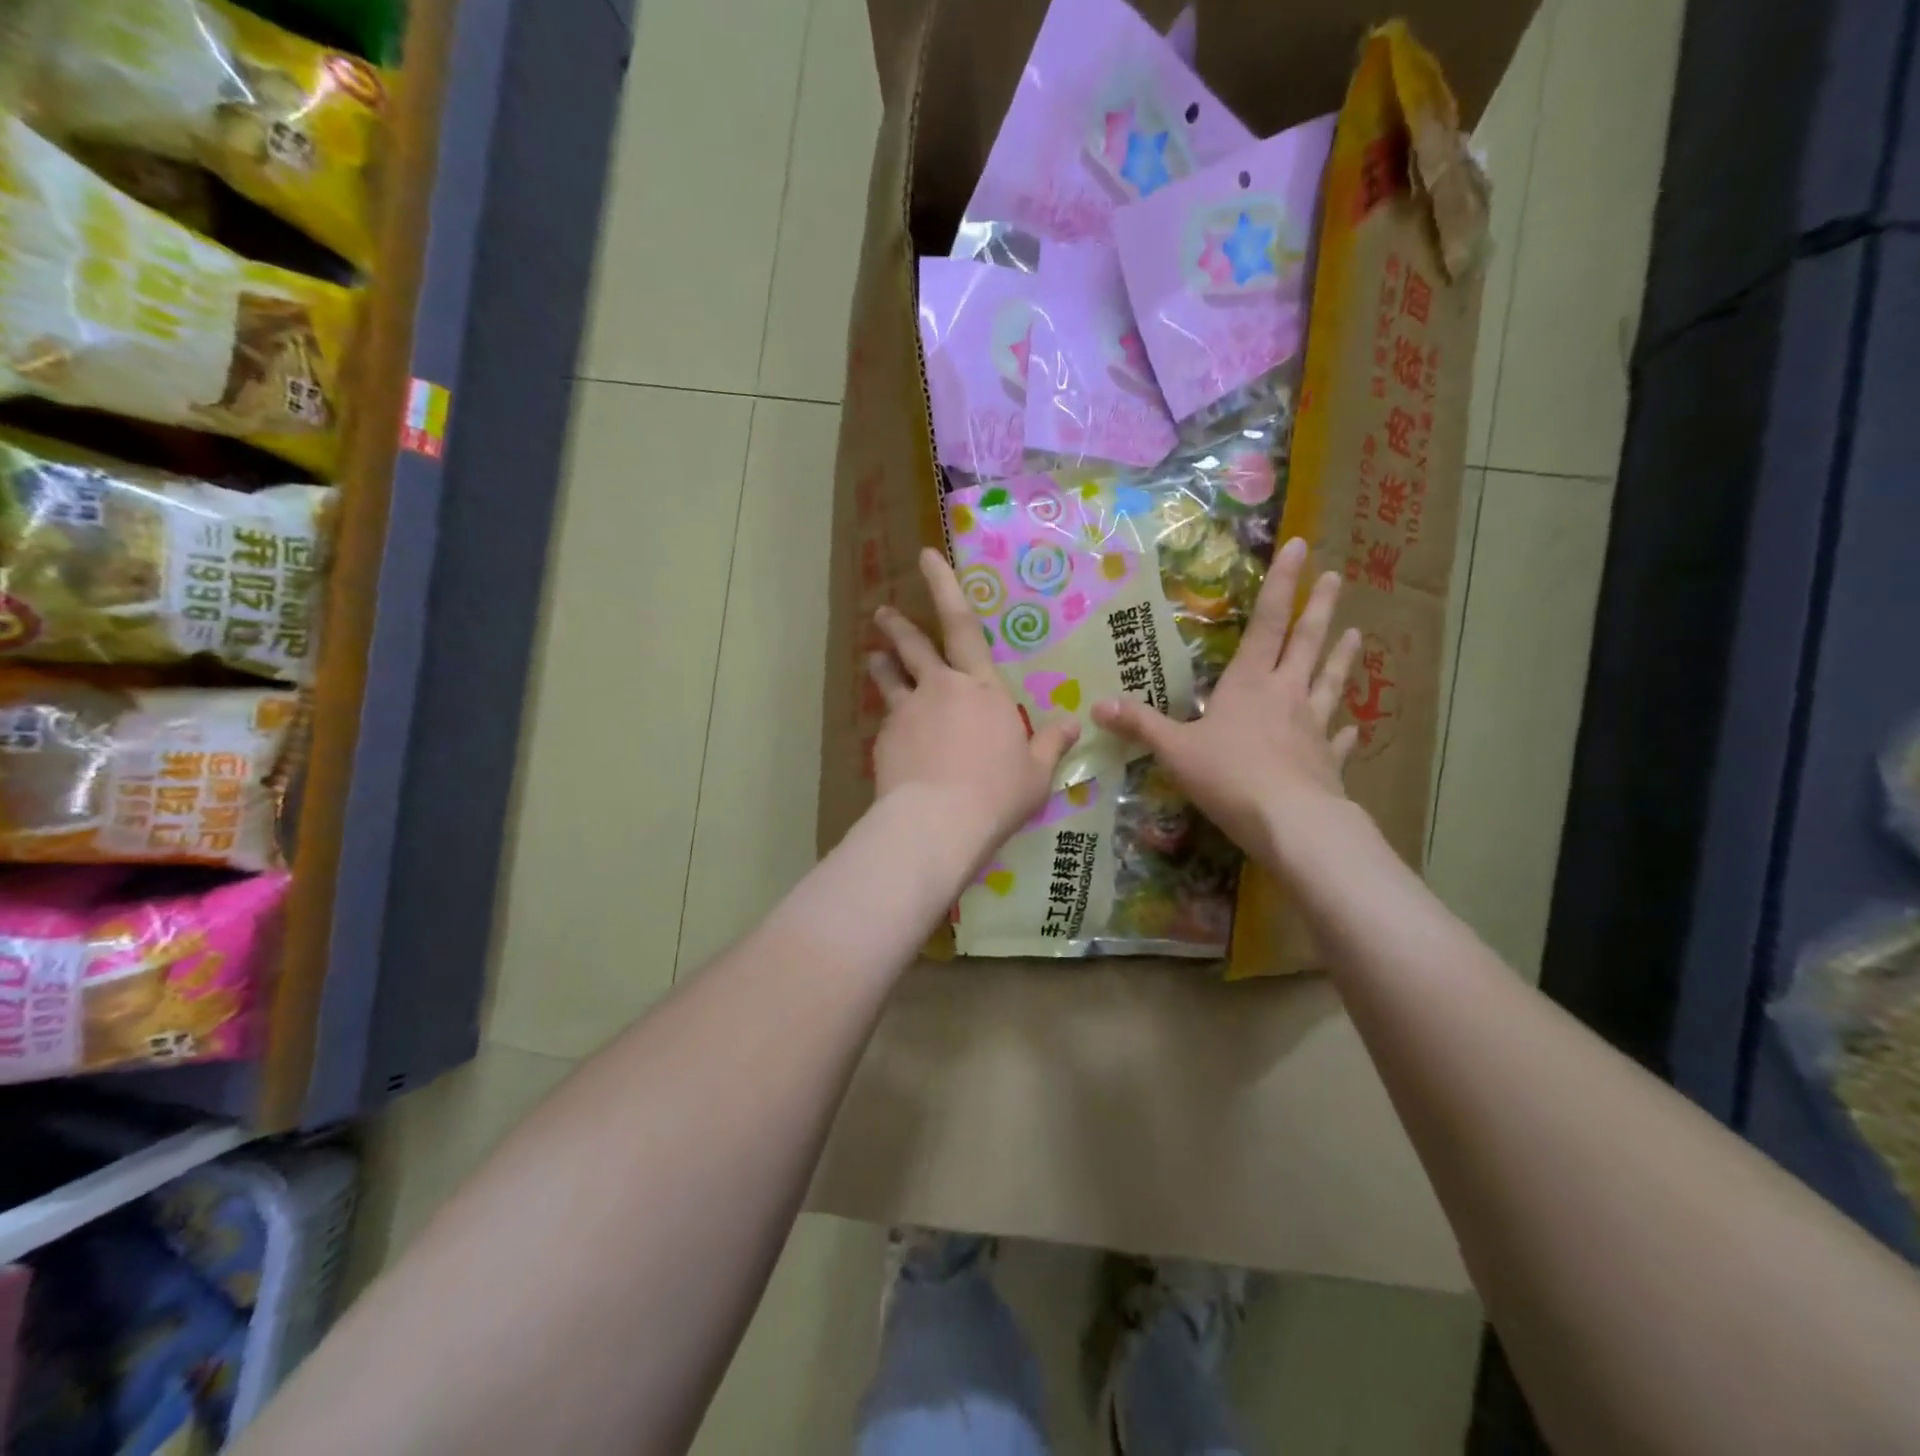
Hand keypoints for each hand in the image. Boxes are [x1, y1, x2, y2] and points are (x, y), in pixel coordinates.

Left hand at [869, 548, 1079, 862]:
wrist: (937, 822)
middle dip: (899, 625)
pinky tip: (890, 735)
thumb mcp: (1037, 773)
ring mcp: (908, 712)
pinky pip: (886, 720)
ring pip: (890, 677)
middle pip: (915, 646)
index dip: (944, 586)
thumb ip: (1052, 745)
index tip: (926, 557)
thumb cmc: (997, 793)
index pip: (963, 626)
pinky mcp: (885, 739)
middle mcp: (941, 689)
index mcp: (982, 689)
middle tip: (883, 612)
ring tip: (873, 657)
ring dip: (882, 664)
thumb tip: (1073, 725)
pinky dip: (888, 719)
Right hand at [1092, 537, 1361, 873]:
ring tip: (1357, 633)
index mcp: (1249, 685)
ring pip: (1329, 682)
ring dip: (1341, 657)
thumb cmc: (1229, 776)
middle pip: (1306, 643)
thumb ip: (1140, 726)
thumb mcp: (1174, 750)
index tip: (1300, 546)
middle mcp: (1286, 695)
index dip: (1281, 584)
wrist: (1290, 823)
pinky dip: (1344, 731)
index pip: (1266, 623)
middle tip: (1336, 577)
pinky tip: (1352, 726)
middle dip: (1319, 608)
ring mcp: (1312, 728)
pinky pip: (1337, 740)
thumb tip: (1096, 706)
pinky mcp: (1327, 762)